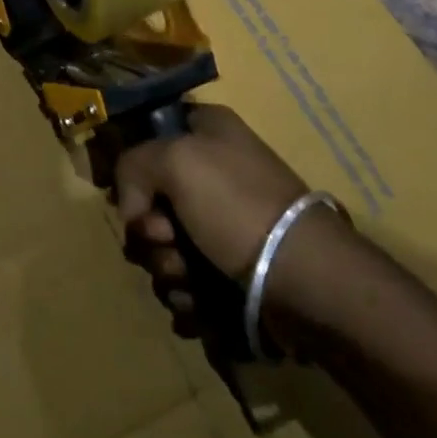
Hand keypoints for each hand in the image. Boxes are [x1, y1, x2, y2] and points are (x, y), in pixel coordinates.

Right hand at [113, 104, 310, 331]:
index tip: (134, 195)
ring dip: (167, 270)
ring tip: (189, 282)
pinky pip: (187, 283)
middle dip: (149, 232)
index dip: (134, 166)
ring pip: (165, 247)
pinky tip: (200, 306)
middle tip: (165, 240)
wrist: (304, 280)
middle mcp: (215, 171)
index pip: (150, 134)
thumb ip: (132, 166)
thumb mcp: (175, 160)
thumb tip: (133, 210)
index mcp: (208, 131)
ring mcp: (224, 224)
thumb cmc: (237, 206)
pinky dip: (188, 298)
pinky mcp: (232, 271)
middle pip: (151, 200)